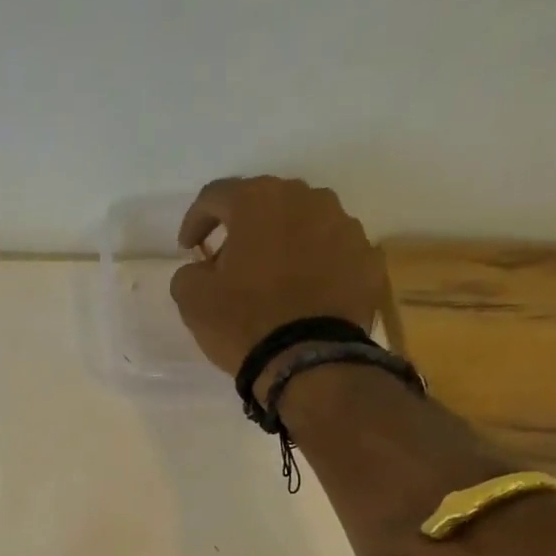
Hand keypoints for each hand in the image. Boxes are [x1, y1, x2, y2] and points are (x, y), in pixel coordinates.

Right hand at [169, 176, 386, 374]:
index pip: (216, 195)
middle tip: (229, 263)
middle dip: (244, 230)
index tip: (188, 249)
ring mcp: (345, 226)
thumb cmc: (244, 322)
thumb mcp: (193, 300)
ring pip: (304, 225)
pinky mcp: (367, 258)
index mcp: (258, 201)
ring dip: (283, 244)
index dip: (196, 220)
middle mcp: (306, 199)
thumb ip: (189, 273)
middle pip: (266, 204)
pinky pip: (332, 253)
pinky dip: (315, 266)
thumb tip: (201, 269)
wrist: (309, 360)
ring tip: (272, 279)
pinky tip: (304, 295)